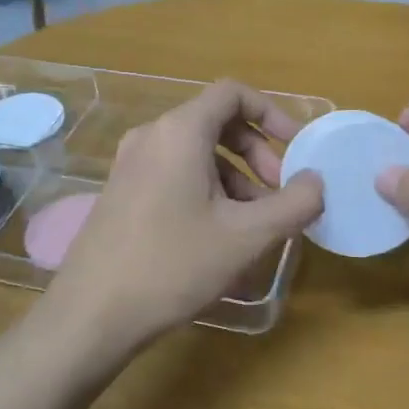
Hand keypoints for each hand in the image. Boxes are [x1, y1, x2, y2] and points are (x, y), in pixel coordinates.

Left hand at [41, 80, 324, 352]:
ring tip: (255, 224)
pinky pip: (174, 174)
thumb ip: (294, 204)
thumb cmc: (173, 265)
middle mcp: (151, 136)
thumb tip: (317, 181)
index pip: (233, 94)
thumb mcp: (246, 237)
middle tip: (279, 194)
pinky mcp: (122, 192)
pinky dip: (206, 190)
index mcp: (179, 132)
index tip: (297, 148)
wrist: (91, 314)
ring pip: (196, 153)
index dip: (272, 113)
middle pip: (216, 123)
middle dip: (257, 154)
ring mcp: (131, 165)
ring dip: (235, 178)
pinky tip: (219, 236)